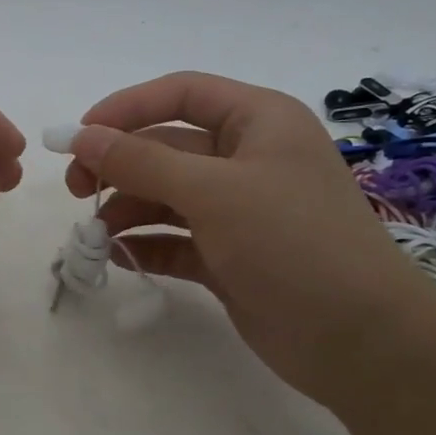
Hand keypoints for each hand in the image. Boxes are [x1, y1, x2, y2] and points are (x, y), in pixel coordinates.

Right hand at [66, 71, 435, 400]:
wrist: (360, 340)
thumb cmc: (292, 242)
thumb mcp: (213, 191)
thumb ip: (141, 162)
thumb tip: (81, 137)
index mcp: (258, 122)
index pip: (181, 94)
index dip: (127, 107)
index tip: (79, 135)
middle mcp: (247, 159)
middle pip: (165, 148)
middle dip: (118, 166)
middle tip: (75, 190)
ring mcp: (238, 210)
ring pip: (164, 196)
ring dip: (125, 209)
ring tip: (92, 234)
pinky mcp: (228, 256)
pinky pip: (173, 239)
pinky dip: (144, 244)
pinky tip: (118, 257)